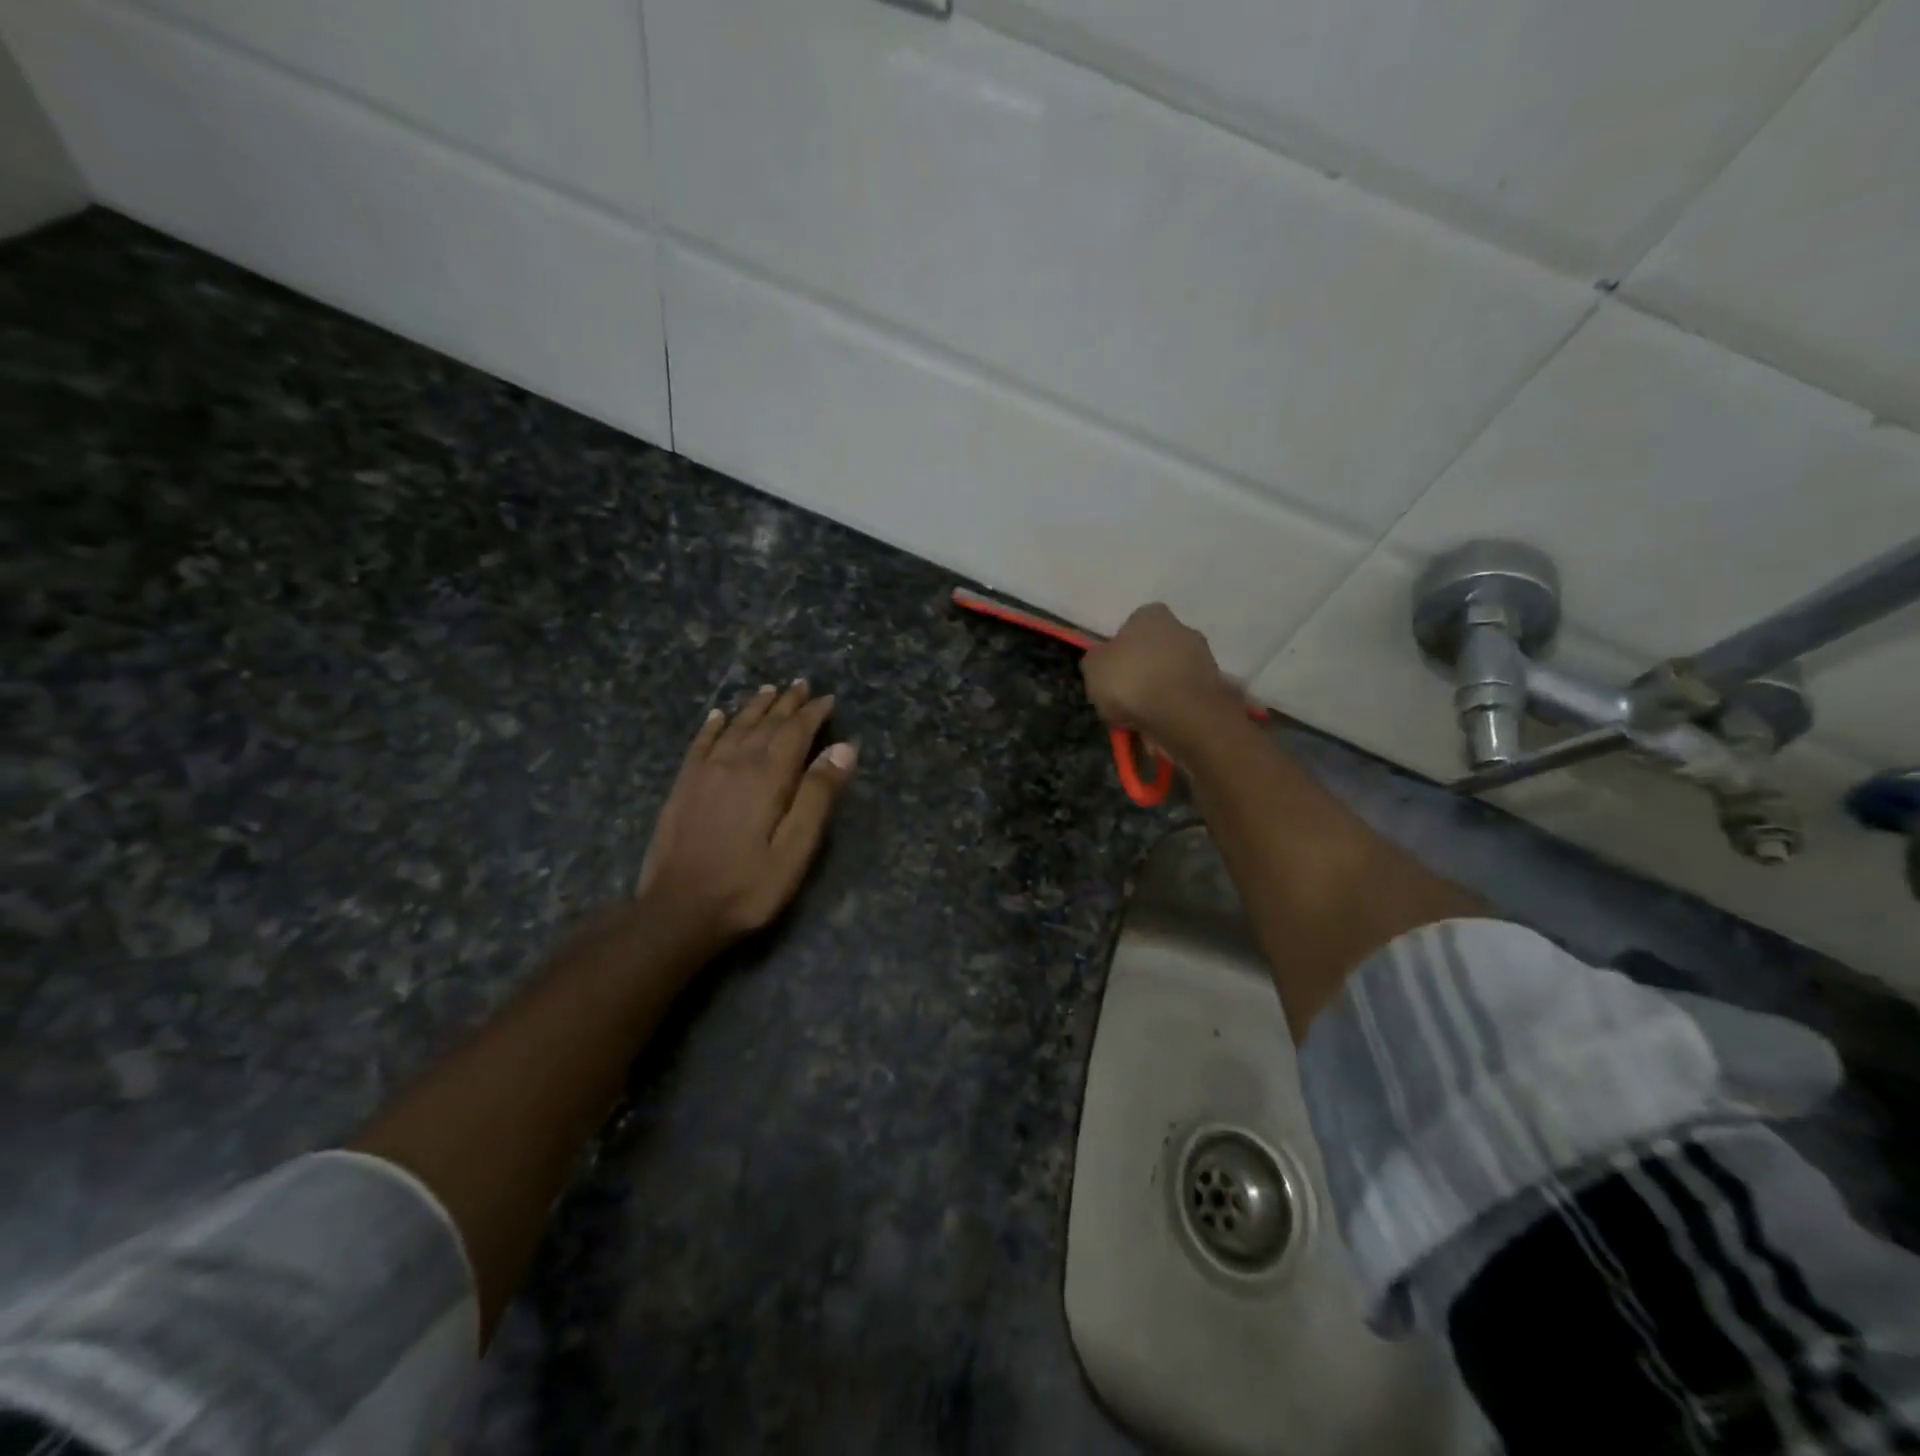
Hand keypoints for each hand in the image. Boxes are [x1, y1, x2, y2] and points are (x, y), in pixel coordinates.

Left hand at [636, 681, 856, 949]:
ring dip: (755, 707)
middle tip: (802, 685)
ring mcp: (704, 773)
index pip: (795, 732)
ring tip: (768, 690)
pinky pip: (700, 743)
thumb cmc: (748, 886)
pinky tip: (717, 716)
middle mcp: (735, 763)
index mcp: (768, 776)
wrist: (678, 911)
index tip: (828, 699)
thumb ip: (818, 796)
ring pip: (734, 727)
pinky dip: (712, 725)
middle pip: (765, 723)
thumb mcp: (795, 850)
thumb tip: (843, 748)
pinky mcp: (683, 786)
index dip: (813, 713)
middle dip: (786, 703)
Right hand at [1081, 604, 1241, 747]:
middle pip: (1154, 652)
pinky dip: (1172, 712)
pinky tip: (1160, 729)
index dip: (1119, 651)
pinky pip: (1184, 699)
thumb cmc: (1131, 681)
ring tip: (1140, 721)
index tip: (1111, 675)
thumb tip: (1103, 662)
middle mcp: (1183, 629)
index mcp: (1152, 615)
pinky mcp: (1215, 688)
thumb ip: (1097, 661)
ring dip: (1157, 696)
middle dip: (1141, 674)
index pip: (1131, 626)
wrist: (1181, 713)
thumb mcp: (1092, 668)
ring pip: (1170, 678)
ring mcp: (1204, 658)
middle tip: (1124, 700)